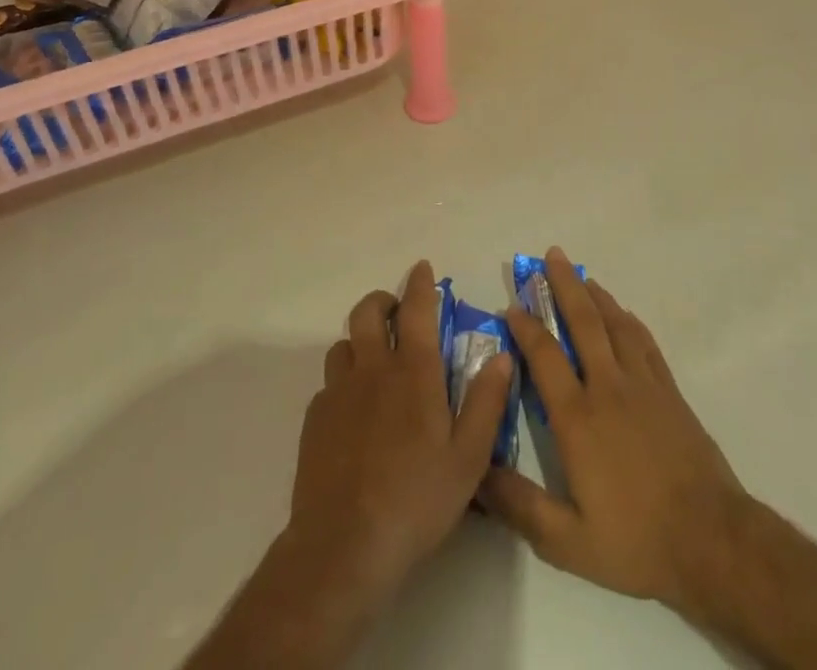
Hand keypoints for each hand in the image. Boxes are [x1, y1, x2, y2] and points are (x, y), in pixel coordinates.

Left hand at [283, 260, 515, 611]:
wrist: (343, 548)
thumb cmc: (416, 500)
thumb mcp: (469, 458)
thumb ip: (486, 402)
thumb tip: (502, 355)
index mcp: (413, 372)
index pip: (416, 309)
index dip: (419, 284)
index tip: (422, 268)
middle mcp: (373, 370)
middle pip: (368, 313)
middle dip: (382, 301)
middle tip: (396, 311)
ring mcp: (338, 393)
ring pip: (343, 344)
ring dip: (359, 340)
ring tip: (374, 359)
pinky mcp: (315, 421)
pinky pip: (328, 384)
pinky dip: (343, 381)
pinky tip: (353, 410)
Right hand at [479, 249, 746, 611]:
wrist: (710, 539)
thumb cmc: (635, 541)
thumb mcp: (566, 541)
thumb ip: (518, 505)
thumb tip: (476, 474)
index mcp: (577, 418)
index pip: (545, 356)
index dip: (526, 327)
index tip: (512, 305)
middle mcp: (608, 387)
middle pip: (583, 322)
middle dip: (564, 286)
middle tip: (551, 255)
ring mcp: (642, 385)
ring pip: (615, 324)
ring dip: (596, 295)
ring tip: (581, 274)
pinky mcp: (669, 391)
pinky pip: (644, 342)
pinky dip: (629, 321)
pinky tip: (622, 313)